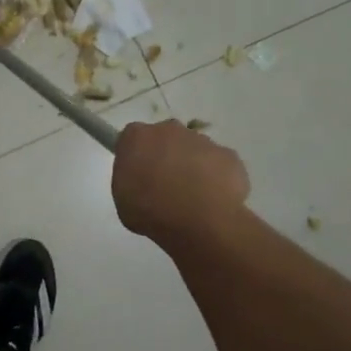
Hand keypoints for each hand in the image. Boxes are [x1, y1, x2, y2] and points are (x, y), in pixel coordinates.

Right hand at [112, 119, 250, 248]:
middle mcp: (169, 129)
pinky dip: (216, 179)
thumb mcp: (121, 200)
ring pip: (194, 150)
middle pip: (165, 139)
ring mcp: (202, 140)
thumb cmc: (150, 210)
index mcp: (137, 137)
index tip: (138, 176)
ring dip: (191, 168)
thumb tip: (140, 179)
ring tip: (192, 199)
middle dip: (165, 157)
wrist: (199, 221)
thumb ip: (129, 180)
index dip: (136, 157)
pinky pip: (218, 165)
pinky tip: (213, 201)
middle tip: (164, 187)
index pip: (132, 139)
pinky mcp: (229, 155)